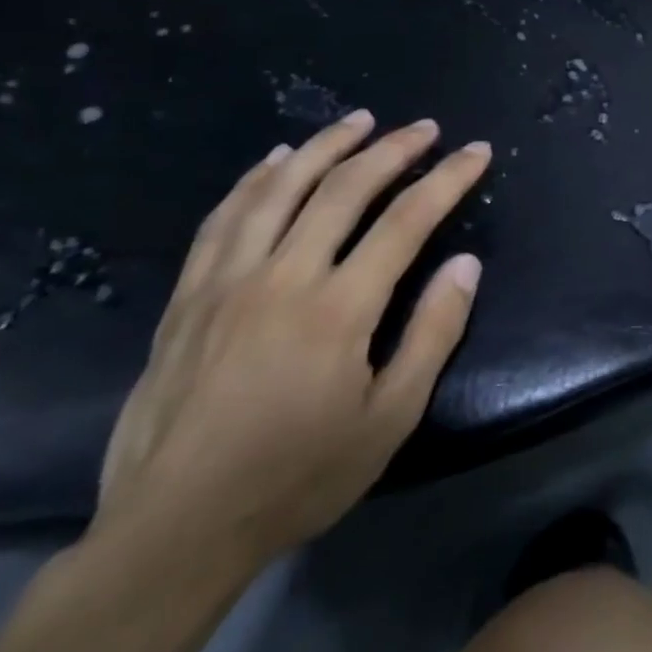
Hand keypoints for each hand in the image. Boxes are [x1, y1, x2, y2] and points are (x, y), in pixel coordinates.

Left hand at [97, 110, 489, 566]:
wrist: (174, 530)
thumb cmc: (298, 476)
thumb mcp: (390, 418)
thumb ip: (433, 333)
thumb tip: (467, 264)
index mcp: (338, 309)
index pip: (407, 220)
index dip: (448, 179)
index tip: (477, 151)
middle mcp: (282, 279)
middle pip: (343, 190)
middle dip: (393, 150)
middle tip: (424, 128)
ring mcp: (226, 283)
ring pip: (279, 190)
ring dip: (325, 147)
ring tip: (358, 121)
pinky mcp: (187, 298)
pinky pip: (223, 219)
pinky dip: (254, 179)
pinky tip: (275, 159)